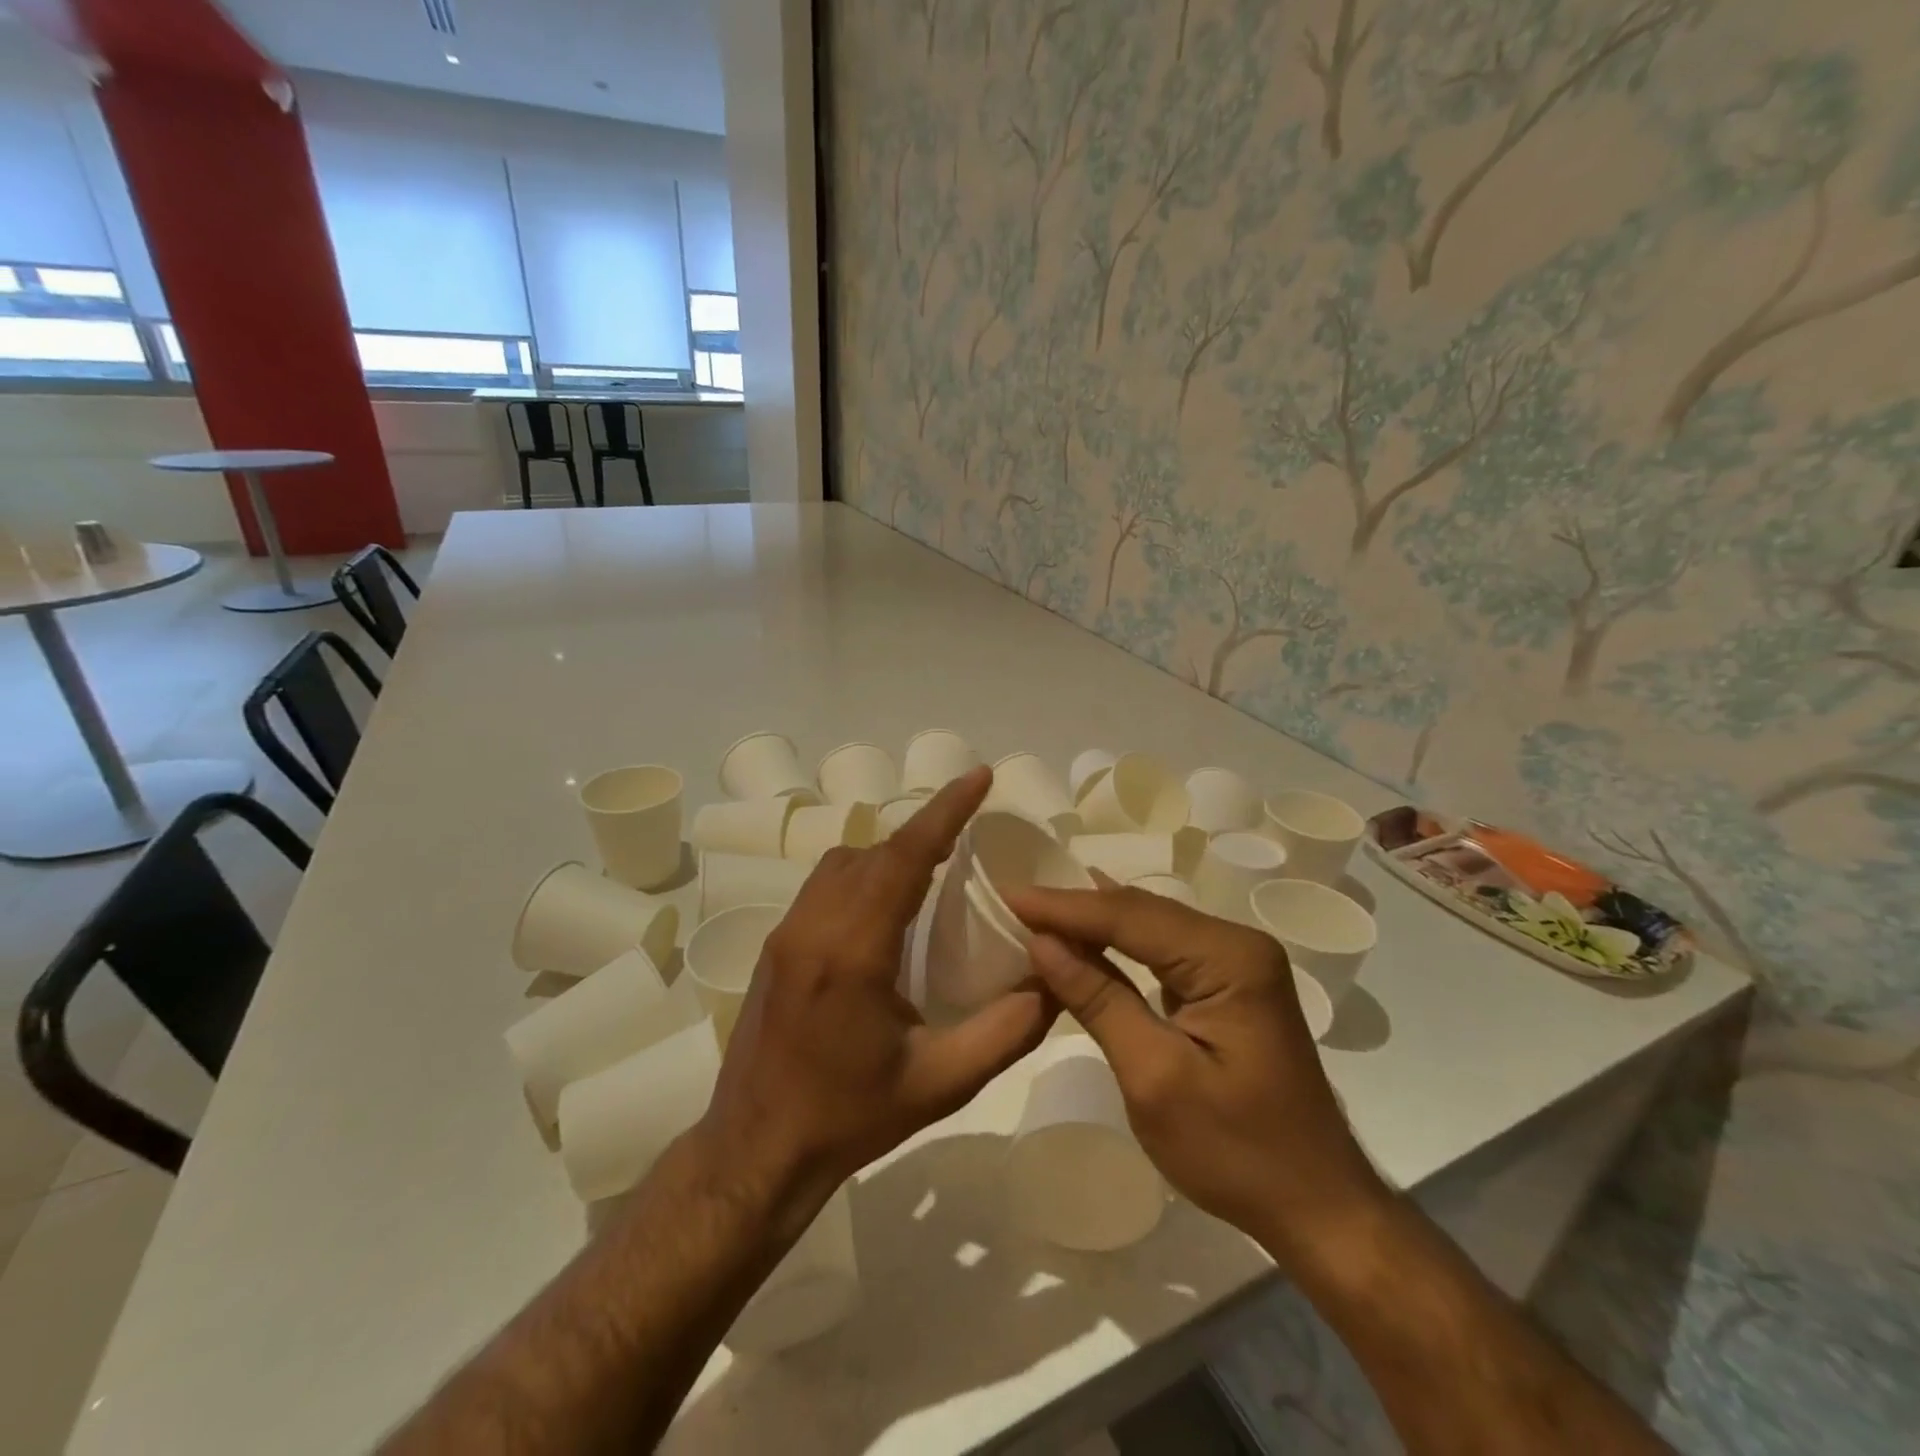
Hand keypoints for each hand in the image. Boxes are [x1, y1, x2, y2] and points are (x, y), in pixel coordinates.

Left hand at [700, 767, 1053, 1227]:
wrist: (756, 1152)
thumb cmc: (849, 1118)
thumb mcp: (941, 1083)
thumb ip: (1006, 1031)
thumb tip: (1055, 982)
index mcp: (853, 951)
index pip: (904, 857)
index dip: (945, 810)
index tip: (980, 777)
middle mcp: (813, 926)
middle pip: (875, 851)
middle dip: (925, 830)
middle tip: (972, 831)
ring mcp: (787, 932)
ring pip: (844, 862)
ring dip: (891, 853)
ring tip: (935, 869)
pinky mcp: (776, 945)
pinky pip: (826, 884)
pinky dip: (864, 873)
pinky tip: (889, 908)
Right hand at [1004, 883, 1387, 1263]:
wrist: (1317, 1207)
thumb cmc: (1236, 1152)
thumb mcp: (1154, 1078)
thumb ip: (1098, 1000)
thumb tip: (1042, 941)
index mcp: (1229, 959)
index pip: (1130, 916)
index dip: (1064, 907)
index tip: (1007, 895)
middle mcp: (1237, 944)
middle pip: (1142, 912)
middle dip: (1075, 908)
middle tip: (1012, 901)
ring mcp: (1237, 962)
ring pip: (1151, 926)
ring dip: (1093, 922)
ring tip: (1035, 910)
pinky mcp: (1229, 984)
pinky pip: (1163, 949)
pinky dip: (1118, 944)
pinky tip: (1087, 930)